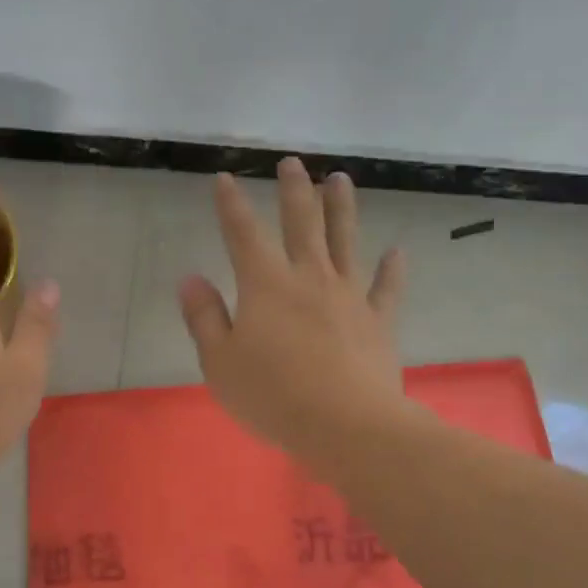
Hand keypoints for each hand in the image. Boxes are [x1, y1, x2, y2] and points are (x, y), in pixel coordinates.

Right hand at [179, 159, 407, 461]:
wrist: (344, 425)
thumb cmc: (272, 396)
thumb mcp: (220, 362)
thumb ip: (204, 317)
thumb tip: (191, 278)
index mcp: (265, 285)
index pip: (243, 234)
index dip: (231, 204)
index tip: (226, 178)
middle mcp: (309, 278)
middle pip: (301, 223)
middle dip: (294, 190)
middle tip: (293, 163)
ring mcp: (349, 296)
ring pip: (345, 241)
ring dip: (342, 208)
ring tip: (341, 179)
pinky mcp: (379, 321)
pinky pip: (387, 288)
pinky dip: (392, 269)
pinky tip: (396, 252)